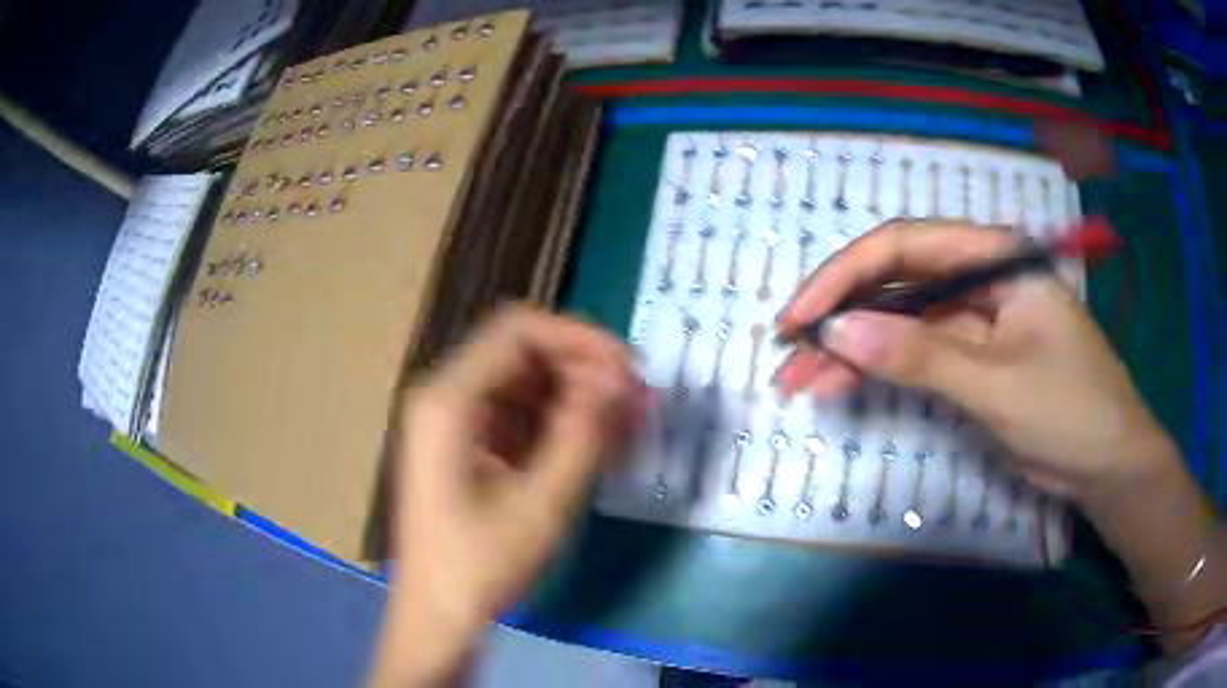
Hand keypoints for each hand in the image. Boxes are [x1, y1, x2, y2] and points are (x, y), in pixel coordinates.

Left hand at [374, 305, 640, 685]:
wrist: (438, 618)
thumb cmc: (480, 567)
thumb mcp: (542, 503)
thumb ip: (583, 434)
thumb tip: (621, 380)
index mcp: (449, 400)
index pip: (520, 331)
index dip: (582, 340)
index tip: (631, 371)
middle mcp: (445, 398)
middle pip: (523, 354)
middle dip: (585, 370)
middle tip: (637, 402)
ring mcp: (453, 423)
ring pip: (525, 385)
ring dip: (578, 398)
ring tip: (628, 425)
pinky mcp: (466, 448)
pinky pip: (519, 417)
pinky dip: (560, 424)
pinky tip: (597, 445)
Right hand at [776, 220, 1176, 501]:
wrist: (1107, 466)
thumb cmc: (1069, 412)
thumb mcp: (995, 384)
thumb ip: (919, 355)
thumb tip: (836, 331)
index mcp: (995, 258)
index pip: (906, 246)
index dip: (845, 275)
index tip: (799, 317)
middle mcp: (980, 277)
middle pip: (897, 281)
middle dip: (841, 315)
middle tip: (789, 355)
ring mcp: (976, 319)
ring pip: (901, 320)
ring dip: (853, 348)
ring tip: (802, 382)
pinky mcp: (973, 357)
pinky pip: (917, 353)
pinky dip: (881, 370)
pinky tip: (844, 386)